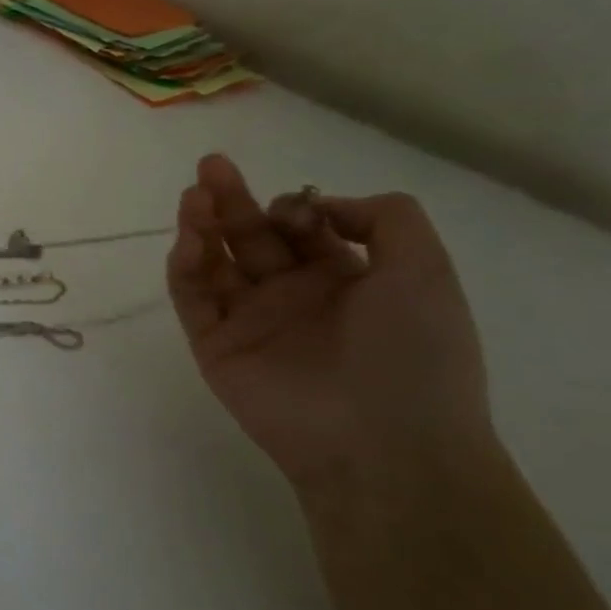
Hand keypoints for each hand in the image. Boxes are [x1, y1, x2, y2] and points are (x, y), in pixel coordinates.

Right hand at [166, 154, 493, 496]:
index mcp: (343, 280)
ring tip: (193, 194)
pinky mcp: (214, 345)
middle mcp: (292, 296)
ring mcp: (249, 321)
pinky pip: (192, 298)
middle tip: (211, 165)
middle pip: (248, 237)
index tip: (296, 207)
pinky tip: (189, 240)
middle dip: (231, 199)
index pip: (301, 229)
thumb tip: (320, 204)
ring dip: (201, 226)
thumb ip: (386, 218)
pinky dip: (185, 266)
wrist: (385, 444)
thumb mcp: (425, 270)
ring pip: (213, 263)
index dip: (293, 207)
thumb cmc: (414, 354)